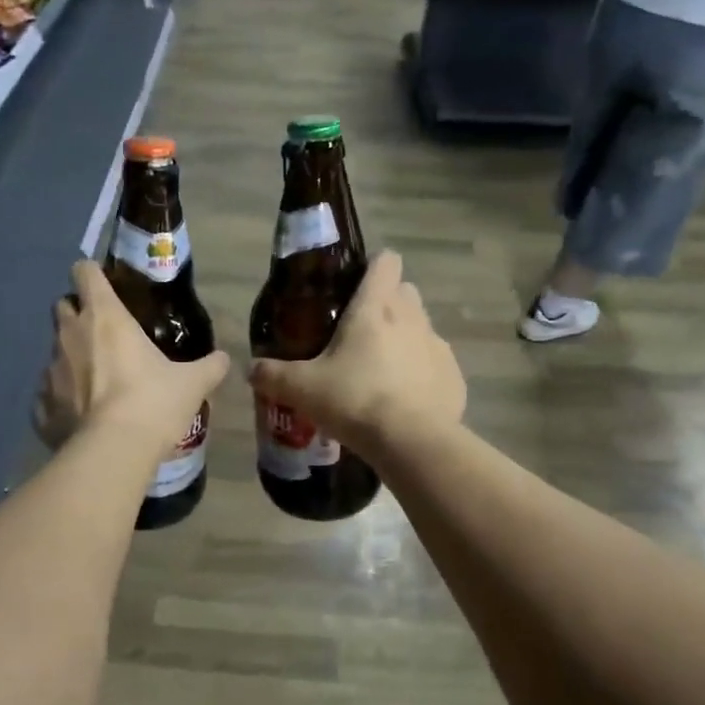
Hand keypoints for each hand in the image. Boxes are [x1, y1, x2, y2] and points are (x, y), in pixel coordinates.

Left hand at [34, 261, 229, 453]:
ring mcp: (49, 370)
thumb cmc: (153, 403)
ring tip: (95, 382)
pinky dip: (62, 398)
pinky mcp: (41, 406)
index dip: (92, 274)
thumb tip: (223, 359)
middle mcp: (70, 335)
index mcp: (104, 317)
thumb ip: (209, 366)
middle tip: (103, 335)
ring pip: (55, 350)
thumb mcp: (192, 383)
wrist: (113, 452)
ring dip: (71, 358)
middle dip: (78, 314)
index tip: (105, 286)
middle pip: (62, 306)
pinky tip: (82, 415)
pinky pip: (48, 393)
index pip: (84, 272)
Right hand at [247, 250, 465, 459]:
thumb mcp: (302, 389)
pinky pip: (435, 364)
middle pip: (405, 292)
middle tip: (361, 333)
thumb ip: (273, 375)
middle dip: (388, 303)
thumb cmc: (354, 400)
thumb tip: (251, 369)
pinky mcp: (454, 377)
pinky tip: (405, 400)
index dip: (373, 267)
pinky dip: (422, 373)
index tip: (356, 285)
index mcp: (375, 308)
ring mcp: (437, 346)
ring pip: (422, 327)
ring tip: (381, 371)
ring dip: (405, 339)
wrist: (411, 442)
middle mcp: (411, 317)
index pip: (385, 262)